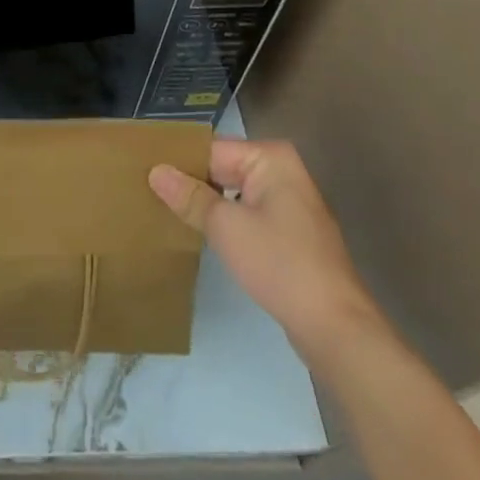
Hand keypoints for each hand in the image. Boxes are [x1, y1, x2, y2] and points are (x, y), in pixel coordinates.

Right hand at [150, 138, 376, 355]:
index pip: (211, 150)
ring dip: (207, 203)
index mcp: (270, 157)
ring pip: (234, 193)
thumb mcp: (227, 228)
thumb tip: (155, 171)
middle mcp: (282, 171)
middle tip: (147, 190)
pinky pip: (248, 214)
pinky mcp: (291, 234)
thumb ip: (190, 197)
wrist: (336, 329)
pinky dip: (226, 221)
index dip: (178, 161)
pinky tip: (199, 233)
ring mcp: (289, 203)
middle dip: (191, 182)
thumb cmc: (280, 265)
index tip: (143, 170)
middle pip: (223, 168)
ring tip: (165, 209)